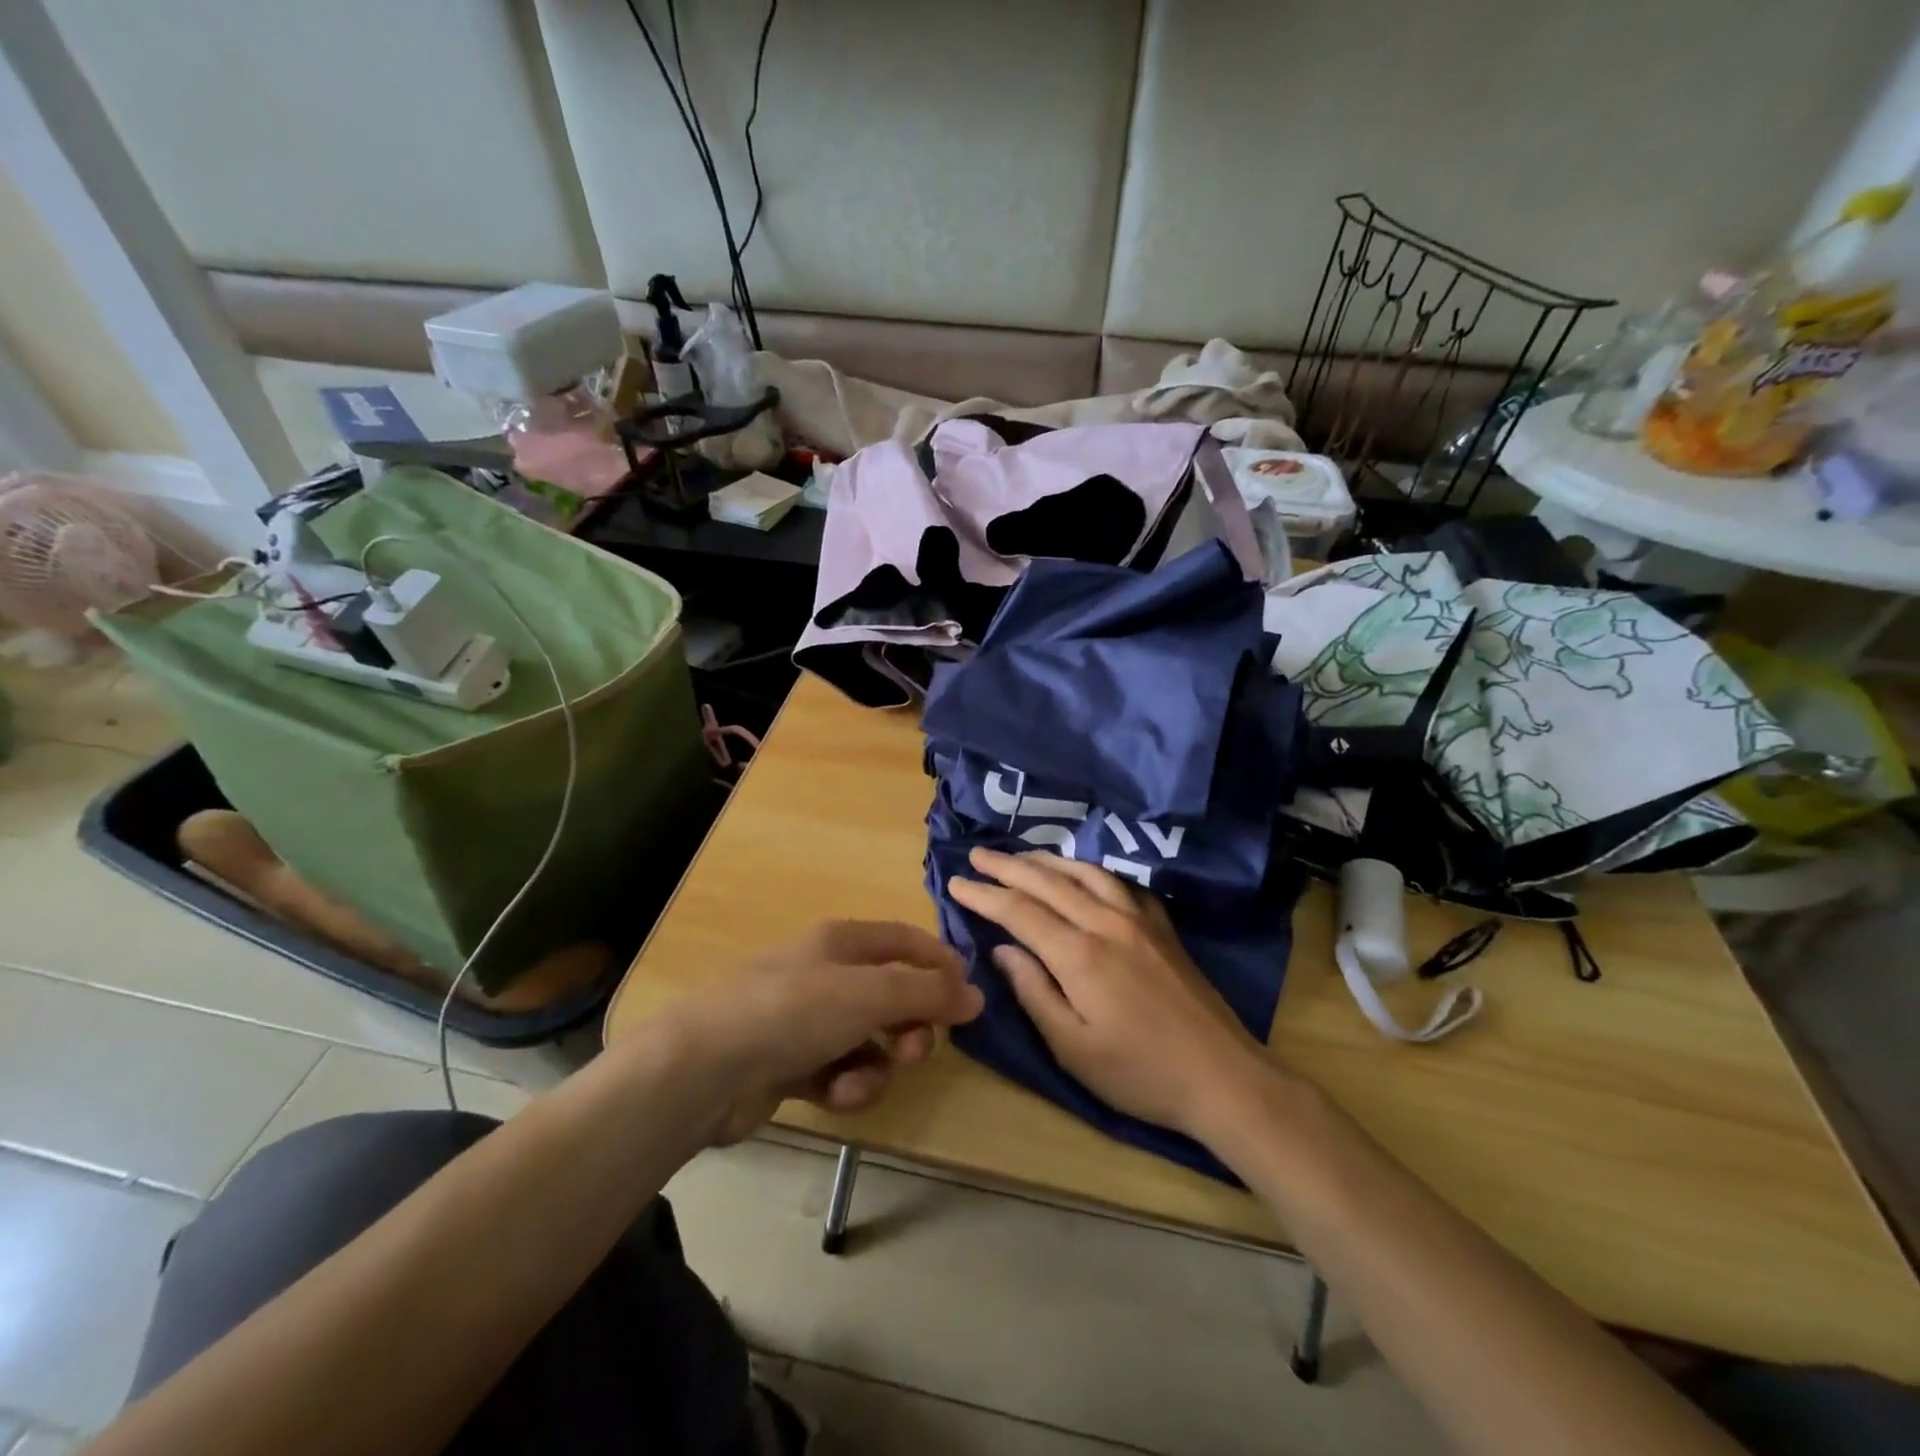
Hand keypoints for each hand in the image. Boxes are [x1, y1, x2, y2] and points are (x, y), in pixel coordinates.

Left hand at [671, 920, 983, 1142]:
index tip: (969, 1001)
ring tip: (859, 1082)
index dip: (941, 965)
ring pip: (870, 1041)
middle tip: (915, 1052)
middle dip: (910, 1027)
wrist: (705, 1069)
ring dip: (876, 1067)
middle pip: (892, 996)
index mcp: (843, 942)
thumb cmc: (794, 1011)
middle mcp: (827, 974)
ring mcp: (807, 1021)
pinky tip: (834, 1095)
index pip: (907, 941)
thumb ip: (927, 994)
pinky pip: (840, 1071)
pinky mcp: (792, 1064)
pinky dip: (845, 1085)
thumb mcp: (870, 995)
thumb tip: (977, 996)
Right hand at [947, 848, 1271, 1138]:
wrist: (1223, 1077)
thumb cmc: (1140, 1074)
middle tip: (977, 855)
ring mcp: (1139, 920)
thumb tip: (1002, 950)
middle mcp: (1106, 923)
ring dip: (1047, 861)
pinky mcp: (1162, 927)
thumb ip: (1033, 992)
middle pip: (1047, 882)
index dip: (983, 895)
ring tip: (1021, 857)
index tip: (955, 883)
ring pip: (1085, 873)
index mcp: (1079, 954)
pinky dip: (1092, 871)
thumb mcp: (1073, 1048)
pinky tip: (1084, 874)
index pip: (1018, 911)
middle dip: (1007, 866)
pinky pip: (1120, 883)